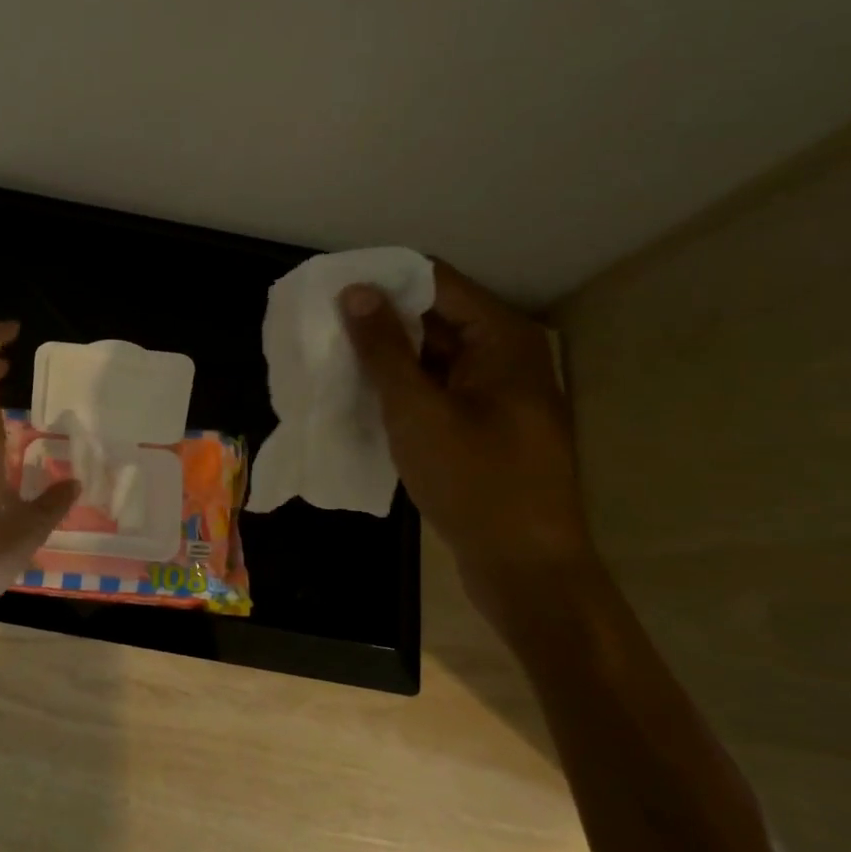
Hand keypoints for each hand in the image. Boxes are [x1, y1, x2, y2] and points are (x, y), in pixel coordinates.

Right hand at [340, 262, 599, 631]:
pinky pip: (438, 385)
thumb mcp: (418, 412)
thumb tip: (355, 291)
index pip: (435, 281)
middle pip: (436, 314)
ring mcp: (498, 392)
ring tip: (331, 355)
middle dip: (381, 317)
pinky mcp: (486, 423)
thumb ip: (384, 348)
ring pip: (433, 352)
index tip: (332, 290)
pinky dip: (403, 384)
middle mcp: (506, 355)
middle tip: (323, 324)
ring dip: (387, 353)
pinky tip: (361, 392)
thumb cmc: (475, 483)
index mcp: (503, 339)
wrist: (527, 571)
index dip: (383, 280)